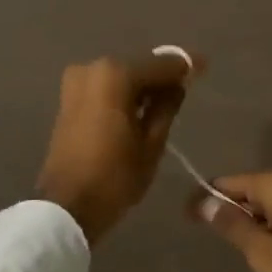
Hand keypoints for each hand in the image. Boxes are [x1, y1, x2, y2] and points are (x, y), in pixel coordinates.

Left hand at [35, 51, 200, 243]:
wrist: (66, 206)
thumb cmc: (115, 176)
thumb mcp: (152, 143)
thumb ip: (167, 106)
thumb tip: (179, 83)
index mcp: (116, 75)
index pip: (160, 65)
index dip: (185, 66)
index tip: (204, 66)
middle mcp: (93, 69)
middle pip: (138, 68)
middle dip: (162, 77)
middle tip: (186, 88)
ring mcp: (77, 83)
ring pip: (121, 78)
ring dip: (142, 88)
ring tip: (166, 104)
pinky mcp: (68, 99)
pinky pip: (105, 89)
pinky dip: (123, 95)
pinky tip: (140, 110)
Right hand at [191, 173, 271, 271]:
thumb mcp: (262, 251)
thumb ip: (232, 225)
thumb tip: (204, 203)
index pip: (228, 182)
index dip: (205, 198)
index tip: (185, 216)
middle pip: (248, 191)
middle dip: (227, 210)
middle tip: (207, 236)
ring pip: (266, 205)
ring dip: (249, 222)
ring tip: (234, 248)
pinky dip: (268, 229)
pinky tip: (264, 252)